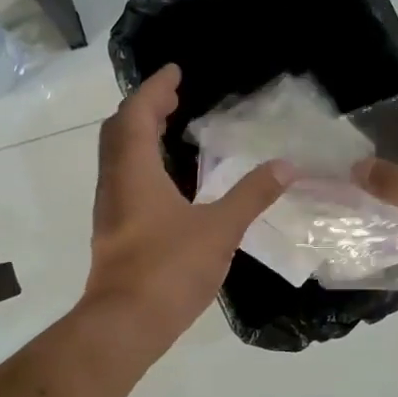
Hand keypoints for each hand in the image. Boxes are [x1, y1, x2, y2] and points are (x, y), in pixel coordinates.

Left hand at [85, 65, 292, 348]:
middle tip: (174, 97)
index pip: (137, 114)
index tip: (175, 72)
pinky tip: (167, 178)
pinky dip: (141, 161)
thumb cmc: (169, 269)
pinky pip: (123, 178)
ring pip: (118, 156)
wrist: (125, 324)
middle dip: (145, 108)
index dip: (155, 89)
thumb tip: (287, 165)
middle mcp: (114, 183)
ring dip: (139, 134)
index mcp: (134, 171)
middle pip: (120, 130)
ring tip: (170, 128)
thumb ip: (252, 194)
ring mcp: (110, 208)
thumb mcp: (220, 229)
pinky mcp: (114, 230)